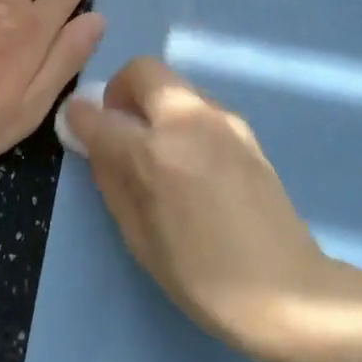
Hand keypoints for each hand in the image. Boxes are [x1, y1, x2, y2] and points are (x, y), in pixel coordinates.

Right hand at [65, 57, 361, 360]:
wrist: (286, 290)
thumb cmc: (201, 277)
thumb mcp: (139, 238)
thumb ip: (112, 182)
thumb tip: (97, 147)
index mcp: (153, 154)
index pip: (100, 117)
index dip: (79, 117)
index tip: (75, 123)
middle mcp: (187, 122)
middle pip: (143, 71)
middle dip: (120, 90)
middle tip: (119, 126)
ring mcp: (222, 121)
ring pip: (174, 85)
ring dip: (154, 103)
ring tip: (157, 148)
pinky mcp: (246, 130)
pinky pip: (200, 106)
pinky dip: (181, 117)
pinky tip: (190, 160)